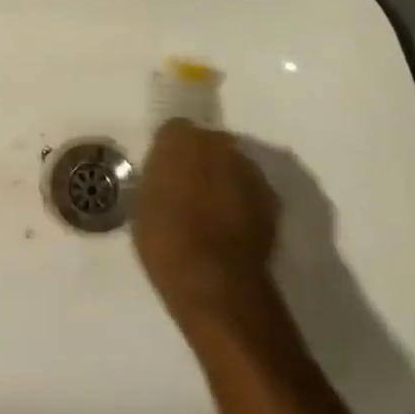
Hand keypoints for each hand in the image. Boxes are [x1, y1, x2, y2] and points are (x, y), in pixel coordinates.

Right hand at [133, 119, 280, 332]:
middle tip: (190, 192)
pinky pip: (252, 191)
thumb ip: (157, 180)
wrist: (215, 281)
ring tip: (215, 214)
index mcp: (179, 139)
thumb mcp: (142, 206)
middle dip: (201, 162)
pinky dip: (245, 203)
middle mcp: (218, 142)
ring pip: (233, 166)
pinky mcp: (272, 197)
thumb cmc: (165, 241)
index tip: (165, 174)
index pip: (173, 132)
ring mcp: (249, 168)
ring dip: (225, 181)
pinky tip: (234, 229)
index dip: (169, 153)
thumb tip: (165, 179)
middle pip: (208, 144)